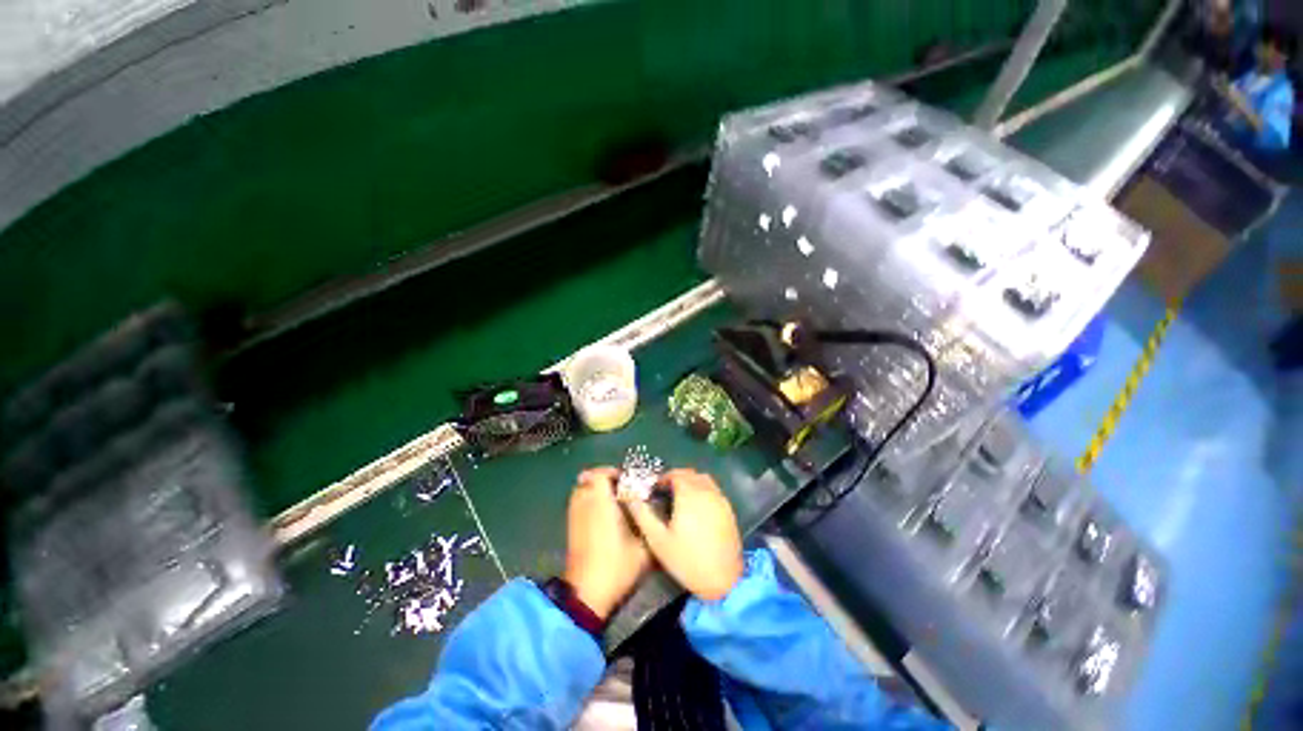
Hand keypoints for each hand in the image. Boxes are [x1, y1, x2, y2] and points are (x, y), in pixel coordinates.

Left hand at [564, 467, 650, 619]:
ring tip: (611, 499)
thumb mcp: (643, 550)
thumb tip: (659, 515)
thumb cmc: (616, 568)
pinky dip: (588, 501)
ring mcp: (575, 517)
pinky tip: (602, 515)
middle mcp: (585, 506)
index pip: (598, 475)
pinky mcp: (570, 529)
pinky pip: (577, 504)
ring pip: (581, 491)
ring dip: (594, 489)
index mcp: (601, 505)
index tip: (625, 479)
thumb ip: (651, 528)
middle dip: (603, 479)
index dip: (610, 472)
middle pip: (587, 479)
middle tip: (620, 488)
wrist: (587, 595)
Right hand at [621, 469, 743, 601]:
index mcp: (689, 495)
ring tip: (682, 497)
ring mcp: (720, 500)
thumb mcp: (658, 540)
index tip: (656, 488)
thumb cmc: (687, 560)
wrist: (723, 580)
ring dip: (692, 482)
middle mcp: (706, 492)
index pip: (676, 474)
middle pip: (690, 474)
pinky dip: (704, 490)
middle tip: (666, 491)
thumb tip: (630, 498)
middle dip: (677, 478)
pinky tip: (698, 507)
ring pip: (704, 479)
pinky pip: (715, 490)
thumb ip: (643, 515)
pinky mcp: (729, 510)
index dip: (664, 478)